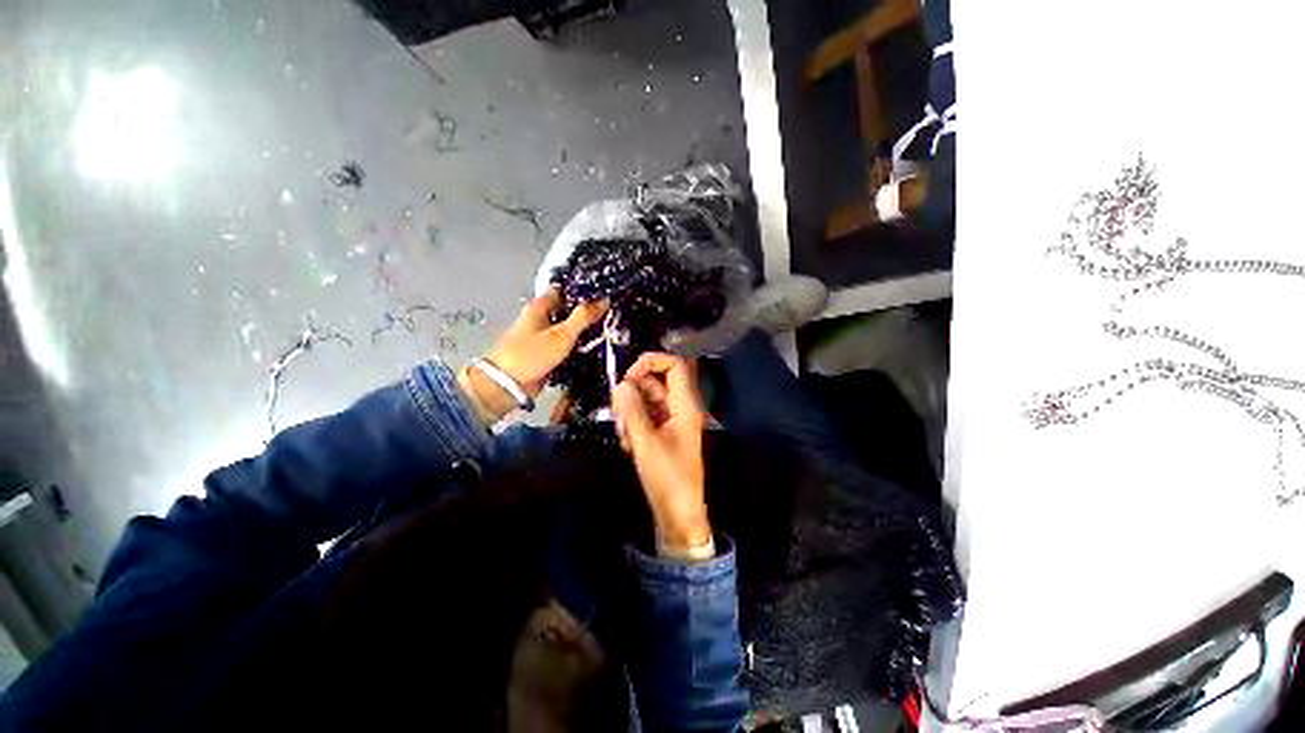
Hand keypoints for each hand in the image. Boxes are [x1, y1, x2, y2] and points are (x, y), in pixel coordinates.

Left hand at [467, 290, 606, 419]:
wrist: (509, 386)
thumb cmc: (531, 356)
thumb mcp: (562, 334)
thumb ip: (583, 317)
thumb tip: (603, 300)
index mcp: (539, 308)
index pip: (563, 291)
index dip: (582, 291)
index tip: (603, 293)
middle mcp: (540, 320)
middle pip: (567, 311)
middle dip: (586, 313)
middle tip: (609, 314)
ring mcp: (543, 338)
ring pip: (568, 330)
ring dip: (583, 331)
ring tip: (607, 330)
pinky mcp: (546, 355)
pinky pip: (566, 347)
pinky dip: (578, 347)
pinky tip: (594, 349)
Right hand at [611, 353, 710, 551]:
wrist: (678, 514)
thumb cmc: (668, 479)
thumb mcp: (646, 443)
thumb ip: (632, 411)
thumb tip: (620, 385)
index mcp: (685, 405)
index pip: (674, 365)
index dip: (651, 362)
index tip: (628, 377)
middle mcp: (680, 408)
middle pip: (656, 381)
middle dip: (633, 391)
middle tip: (617, 410)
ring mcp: (671, 420)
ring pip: (647, 399)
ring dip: (630, 410)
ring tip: (623, 434)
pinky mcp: (663, 432)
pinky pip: (646, 416)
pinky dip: (633, 424)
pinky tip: (627, 444)